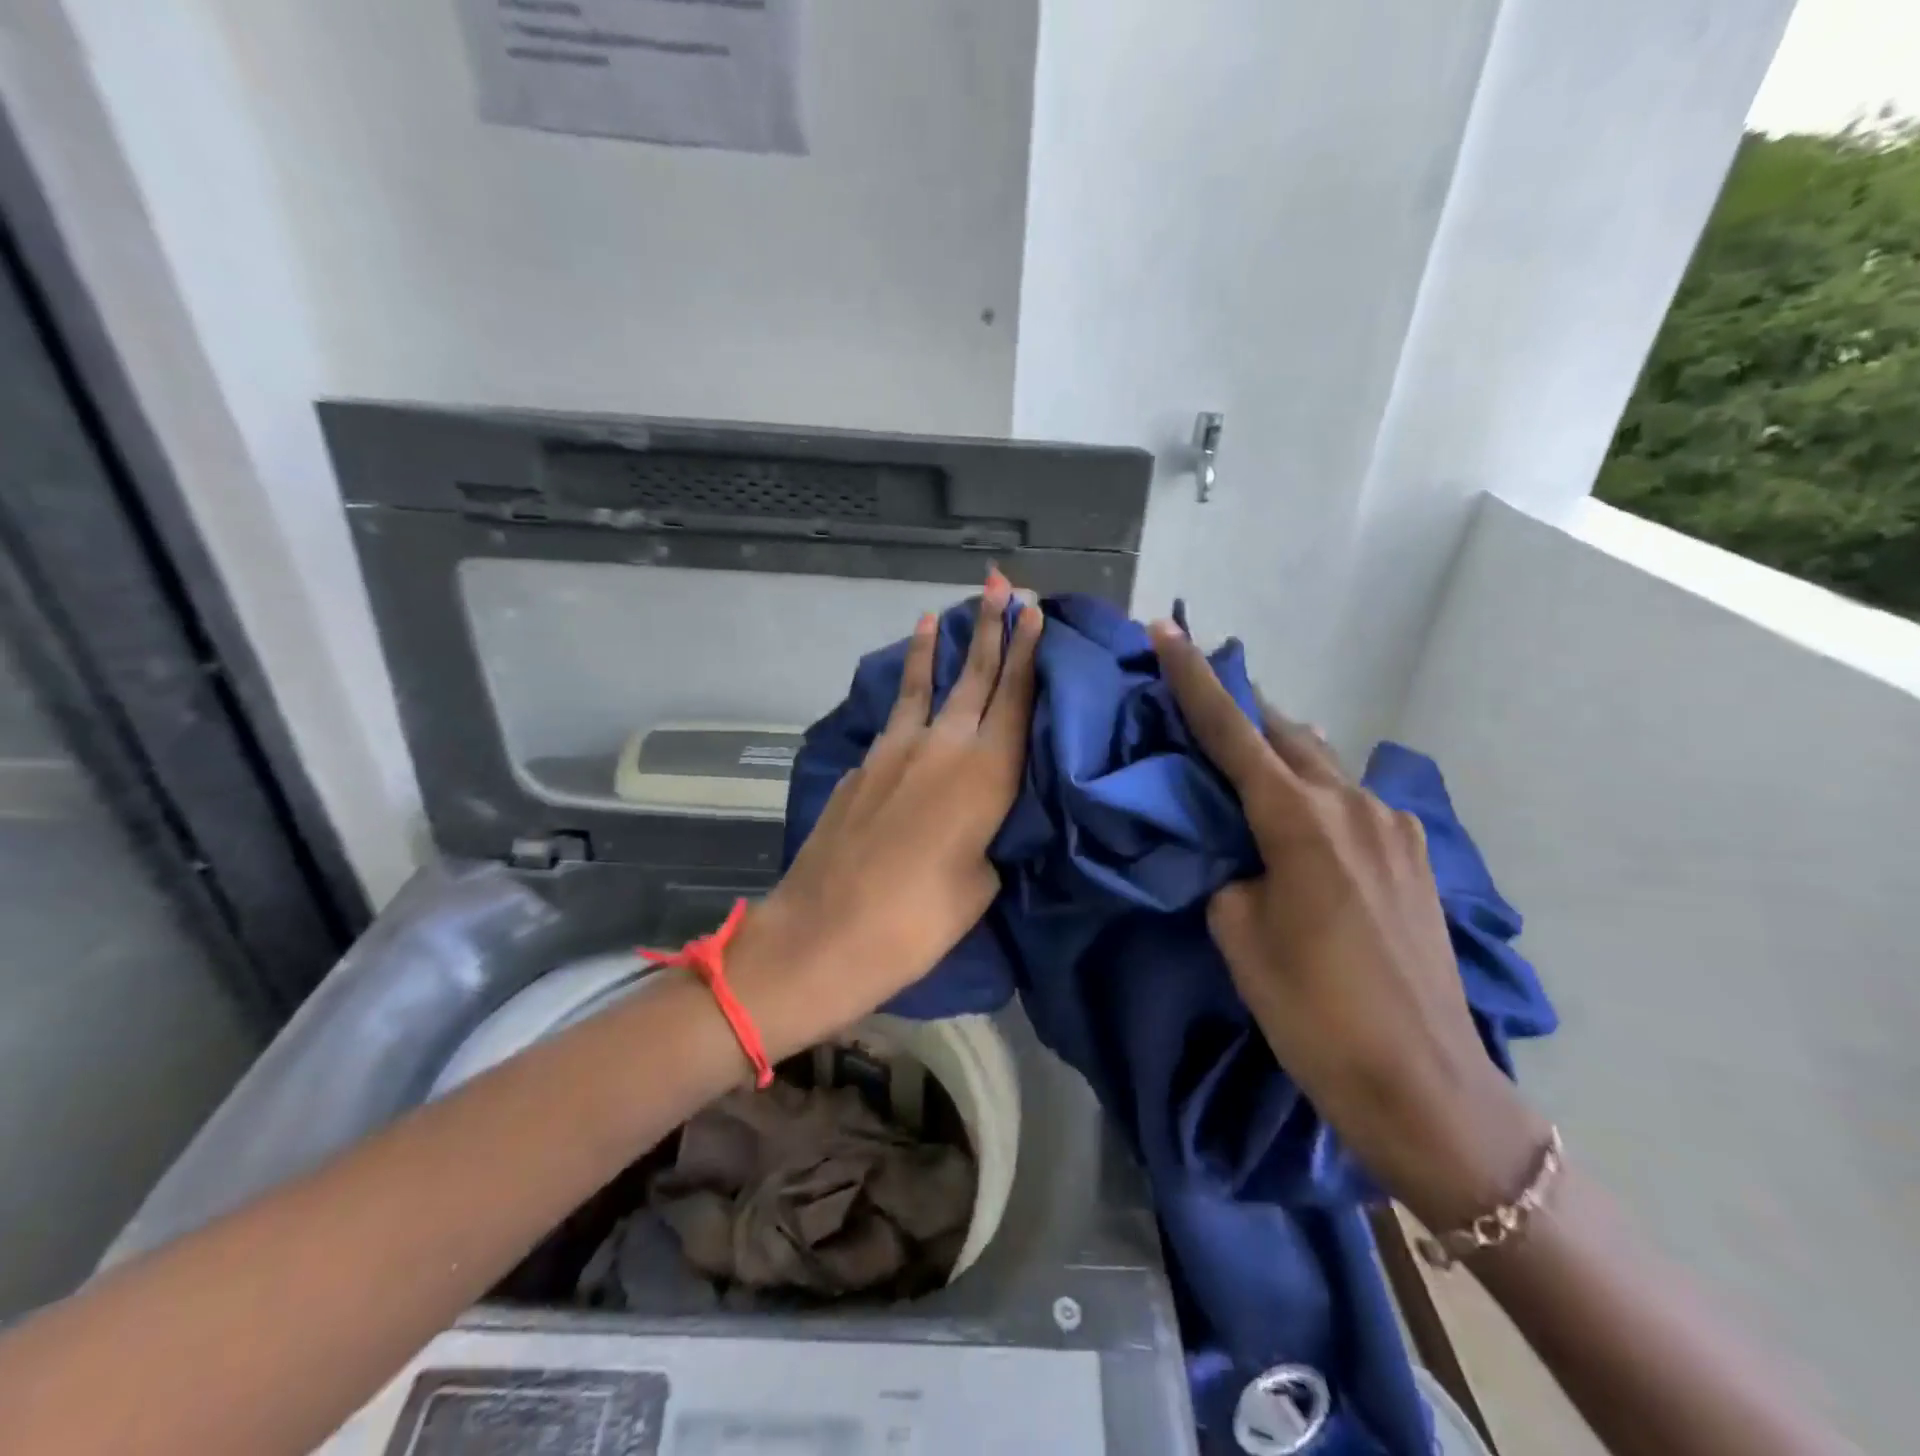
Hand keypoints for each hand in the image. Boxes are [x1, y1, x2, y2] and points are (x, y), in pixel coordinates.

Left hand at [730, 572, 1041, 1058]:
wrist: (824, 932)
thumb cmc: (918, 921)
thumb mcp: (979, 884)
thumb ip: (987, 837)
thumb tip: (976, 817)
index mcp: (985, 774)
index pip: (1014, 697)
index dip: (1027, 651)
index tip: (1033, 610)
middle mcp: (941, 748)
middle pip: (973, 676)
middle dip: (991, 628)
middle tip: (1002, 584)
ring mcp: (893, 752)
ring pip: (921, 686)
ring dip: (934, 648)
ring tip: (938, 613)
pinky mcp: (860, 767)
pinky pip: (893, 719)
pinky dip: (903, 696)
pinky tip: (906, 698)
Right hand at [1150, 620, 1549, 1230]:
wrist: (1425, 1086)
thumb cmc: (1312, 1013)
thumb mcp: (1239, 935)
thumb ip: (1229, 872)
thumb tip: (1240, 853)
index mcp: (1297, 820)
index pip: (1230, 731)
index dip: (1193, 679)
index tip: (1168, 630)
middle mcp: (1350, 804)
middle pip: (1282, 733)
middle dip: (1237, 711)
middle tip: (1198, 701)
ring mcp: (1393, 826)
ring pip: (1321, 762)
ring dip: (1279, 750)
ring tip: (1246, 759)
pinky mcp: (1416, 855)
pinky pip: (1351, 798)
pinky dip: (1314, 789)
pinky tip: (1302, 816)